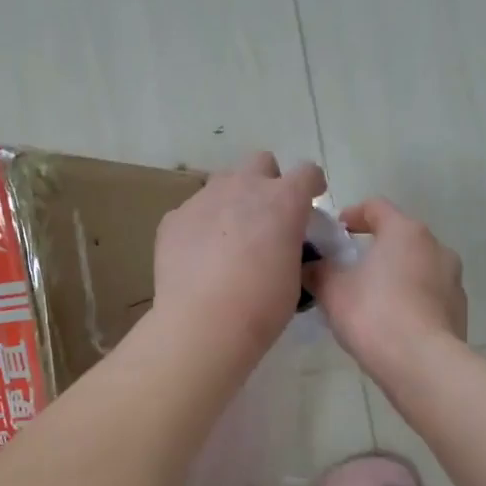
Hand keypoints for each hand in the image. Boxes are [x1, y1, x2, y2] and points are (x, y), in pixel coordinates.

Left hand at [152, 152, 326, 364]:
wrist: (202, 323)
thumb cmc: (262, 305)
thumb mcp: (295, 274)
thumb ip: (291, 244)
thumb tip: (281, 242)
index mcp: (283, 200)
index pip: (307, 172)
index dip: (311, 185)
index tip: (310, 201)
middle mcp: (243, 187)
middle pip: (260, 162)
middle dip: (267, 181)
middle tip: (266, 216)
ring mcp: (203, 199)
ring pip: (223, 183)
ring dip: (232, 201)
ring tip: (228, 239)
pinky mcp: (173, 218)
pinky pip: (193, 212)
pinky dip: (201, 226)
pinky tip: (198, 257)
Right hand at [304, 199, 465, 380]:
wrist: (422, 364)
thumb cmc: (373, 314)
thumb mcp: (332, 290)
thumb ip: (317, 271)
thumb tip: (310, 267)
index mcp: (405, 232)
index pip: (376, 207)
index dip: (352, 215)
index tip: (335, 233)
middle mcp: (436, 247)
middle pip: (399, 238)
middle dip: (374, 249)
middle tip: (348, 269)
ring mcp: (452, 279)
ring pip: (416, 267)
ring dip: (394, 276)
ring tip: (369, 300)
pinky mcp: (459, 310)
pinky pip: (428, 296)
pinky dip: (409, 300)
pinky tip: (391, 324)